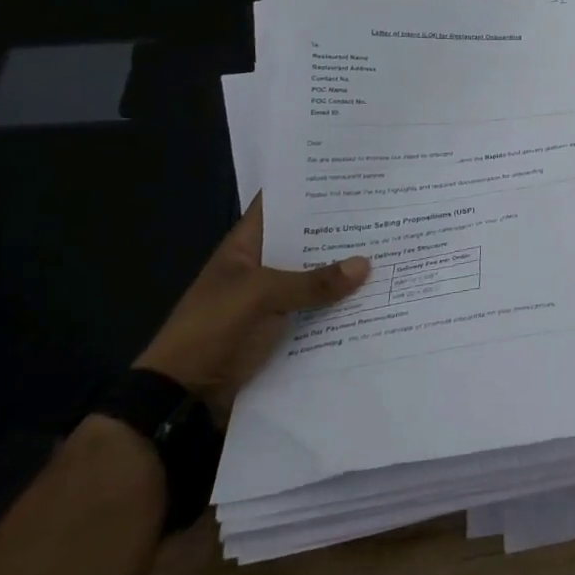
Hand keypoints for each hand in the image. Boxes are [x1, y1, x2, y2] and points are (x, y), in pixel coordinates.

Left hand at [135, 199, 369, 419]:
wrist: (182, 399)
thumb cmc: (212, 330)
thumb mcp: (261, 297)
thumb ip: (313, 282)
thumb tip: (366, 264)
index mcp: (246, 248)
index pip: (279, 206)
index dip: (309, 188)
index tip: (350, 175)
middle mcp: (262, 268)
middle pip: (306, 242)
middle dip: (341, 231)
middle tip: (387, 212)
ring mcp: (272, 301)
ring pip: (315, 279)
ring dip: (345, 273)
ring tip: (392, 251)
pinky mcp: (283, 330)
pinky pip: (318, 311)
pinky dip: (341, 306)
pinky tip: (377, 297)